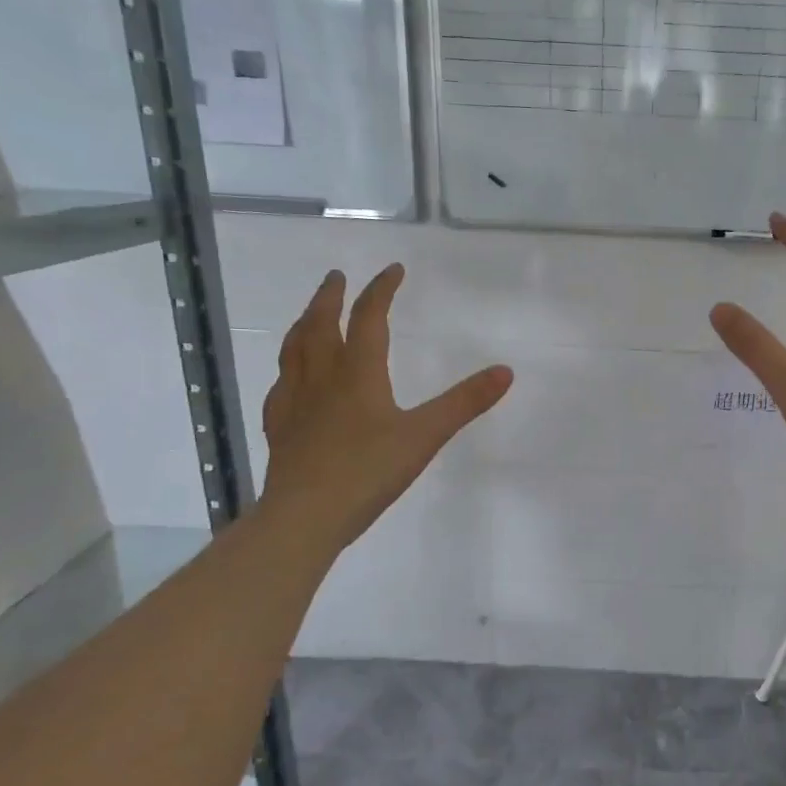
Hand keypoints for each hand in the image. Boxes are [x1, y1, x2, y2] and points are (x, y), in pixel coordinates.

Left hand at [258, 265, 512, 557]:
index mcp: (357, 373)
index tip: (393, 270)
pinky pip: (282, 385)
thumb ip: (465, 402)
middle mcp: (321, 378)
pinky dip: (289, 369)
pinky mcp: (280, 428)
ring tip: (310, 315)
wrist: (306, 516)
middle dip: (331, 297)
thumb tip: (506, 371)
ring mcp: (294, 402)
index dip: (381, 290)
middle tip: (337, 277)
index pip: (368, 318)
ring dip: (304, 324)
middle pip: (320, 325)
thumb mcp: (425, 435)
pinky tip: (290, 380)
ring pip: (294, 350)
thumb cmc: (368, 471)